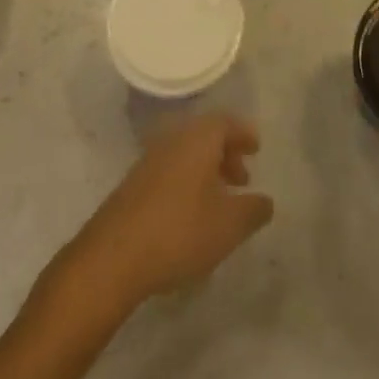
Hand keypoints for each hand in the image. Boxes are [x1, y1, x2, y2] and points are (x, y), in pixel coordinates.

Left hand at [63, 113, 273, 309]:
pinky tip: (192, 214)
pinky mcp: (133, 184)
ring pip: (185, 154)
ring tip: (220, 201)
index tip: (256, 149)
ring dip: (206, 170)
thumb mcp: (229, 226)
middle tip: (243, 179)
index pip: (225, 122)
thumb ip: (253, 210)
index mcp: (197, 139)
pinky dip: (188, 181)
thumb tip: (265, 201)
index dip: (243, 133)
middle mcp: (172, 140)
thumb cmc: (179, 232)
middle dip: (226, 153)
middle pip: (204, 135)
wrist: (113, 256)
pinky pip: (170, 170)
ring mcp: (148, 161)